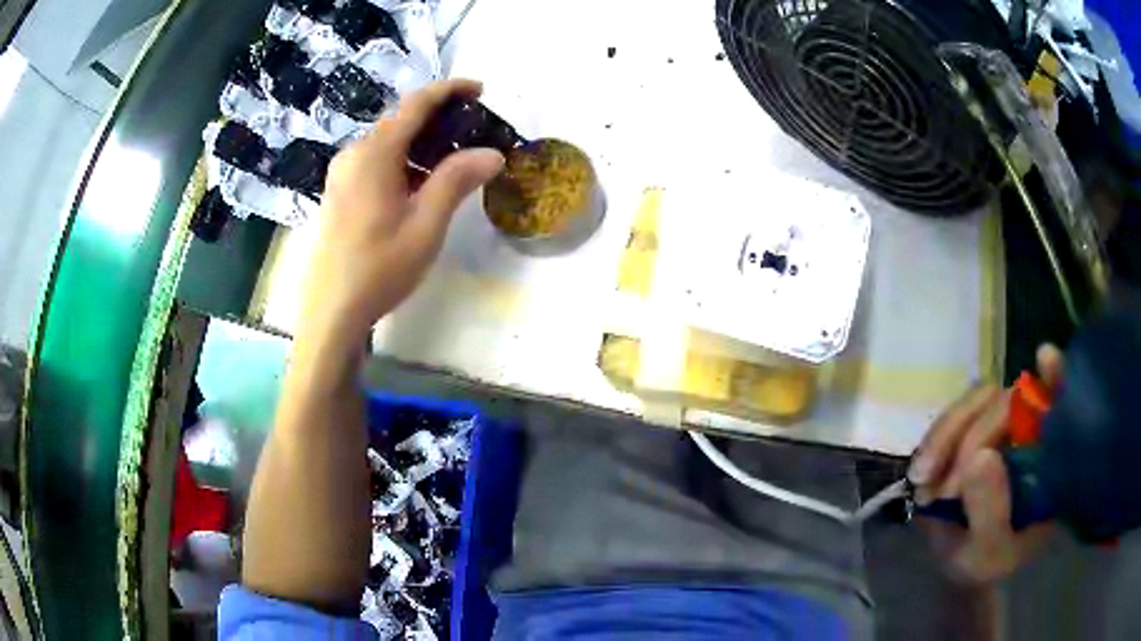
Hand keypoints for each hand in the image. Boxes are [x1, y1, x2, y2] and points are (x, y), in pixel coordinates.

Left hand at [298, 79, 504, 343]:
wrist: (332, 310)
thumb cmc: (379, 268)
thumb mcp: (426, 225)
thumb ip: (456, 180)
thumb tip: (493, 152)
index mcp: (374, 154)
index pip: (415, 105)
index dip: (449, 90)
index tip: (480, 88)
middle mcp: (353, 154)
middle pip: (400, 121)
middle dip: (438, 118)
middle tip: (474, 131)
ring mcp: (342, 173)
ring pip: (387, 142)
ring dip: (422, 143)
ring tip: (455, 159)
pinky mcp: (339, 191)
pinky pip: (376, 161)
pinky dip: (404, 161)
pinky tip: (422, 183)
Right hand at [908, 345, 1063, 584]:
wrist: (959, 565)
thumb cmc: (986, 564)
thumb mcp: (989, 556)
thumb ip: (990, 517)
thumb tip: (980, 457)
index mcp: (1048, 460)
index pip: (1060, 404)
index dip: (1055, 378)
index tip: (1044, 361)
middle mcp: (1029, 432)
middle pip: (1007, 399)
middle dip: (971, 437)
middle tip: (943, 488)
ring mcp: (999, 428)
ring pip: (976, 400)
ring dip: (946, 436)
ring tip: (925, 481)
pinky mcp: (969, 431)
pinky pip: (954, 415)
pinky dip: (936, 436)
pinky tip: (922, 467)